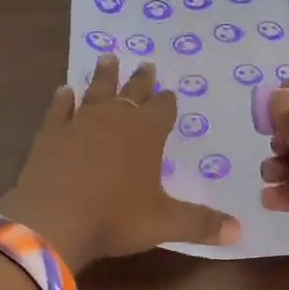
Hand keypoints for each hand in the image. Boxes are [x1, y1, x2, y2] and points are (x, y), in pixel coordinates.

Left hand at [0, 54, 240, 269]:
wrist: (53, 220)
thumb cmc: (115, 218)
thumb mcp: (164, 223)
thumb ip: (201, 224)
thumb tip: (238, 232)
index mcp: (147, 133)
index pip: (163, 109)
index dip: (168, 101)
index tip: (170, 92)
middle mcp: (115, 118)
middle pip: (132, 92)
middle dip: (141, 79)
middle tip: (146, 63)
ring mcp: (79, 122)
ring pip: (96, 91)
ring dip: (103, 76)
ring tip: (108, 57)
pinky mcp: (50, 134)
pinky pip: (59, 109)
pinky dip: (64, 99)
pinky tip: (64, 91)